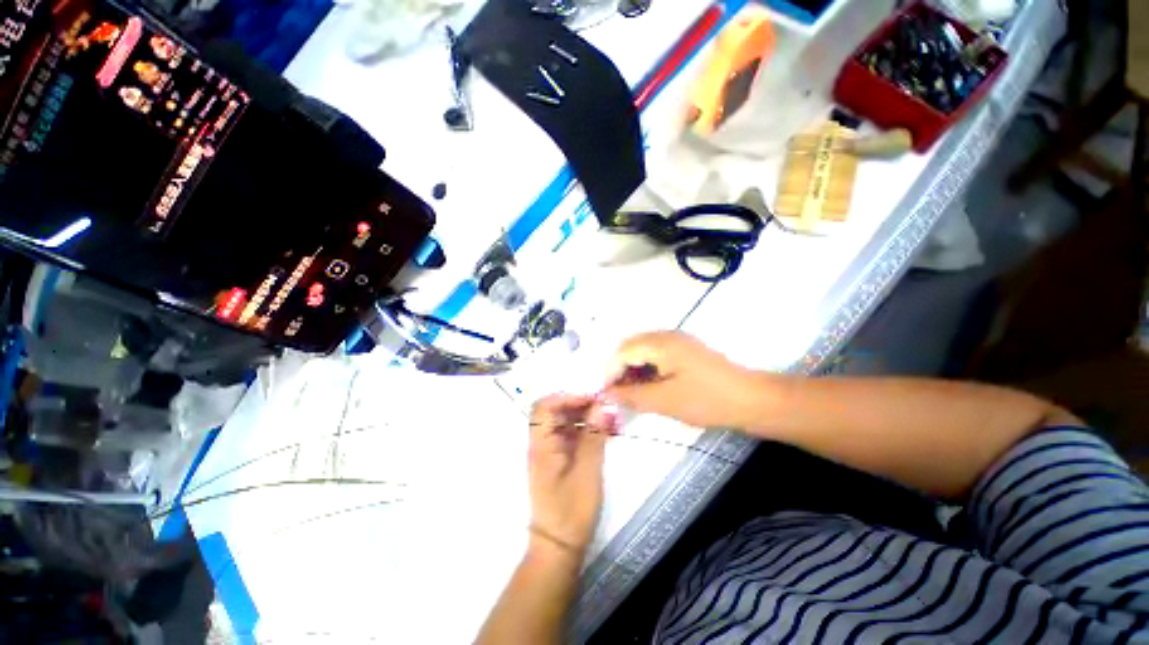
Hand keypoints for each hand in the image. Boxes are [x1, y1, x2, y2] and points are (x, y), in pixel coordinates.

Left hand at [527, 394, 613, 554]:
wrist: (559, 547)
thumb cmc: (571, 510)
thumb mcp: (588, 471)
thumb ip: (594, 435)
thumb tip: (602, 405)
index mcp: (541, 444)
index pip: (545, 406)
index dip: (567, 397)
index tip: (592, 399)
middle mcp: (542, 443)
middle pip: (556, 412)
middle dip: (581, 405)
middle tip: (606, 409)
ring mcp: (550, 451)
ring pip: (565, 422)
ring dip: (586, 417)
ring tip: (609, 421)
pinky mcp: (559, 459)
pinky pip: (570, 436)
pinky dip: (586, 431)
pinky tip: (604, 435)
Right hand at [603, 331, 756, 429]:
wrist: (752, 400)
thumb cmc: (707, 400)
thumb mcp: (665, 401)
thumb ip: (632, 396)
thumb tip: (606, 393)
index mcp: (660, 343)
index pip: (622, 352)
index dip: (611, 372)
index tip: (607, 395)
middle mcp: (666, 336)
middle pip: (631, 348)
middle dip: (620, 371)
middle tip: (618, 395)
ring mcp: (677, 342)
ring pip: (643, 352)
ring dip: (633, 371)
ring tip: (632, 394)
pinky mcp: (685, 351)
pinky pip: (656, 356)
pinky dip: (647, 370)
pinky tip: (649, 387)